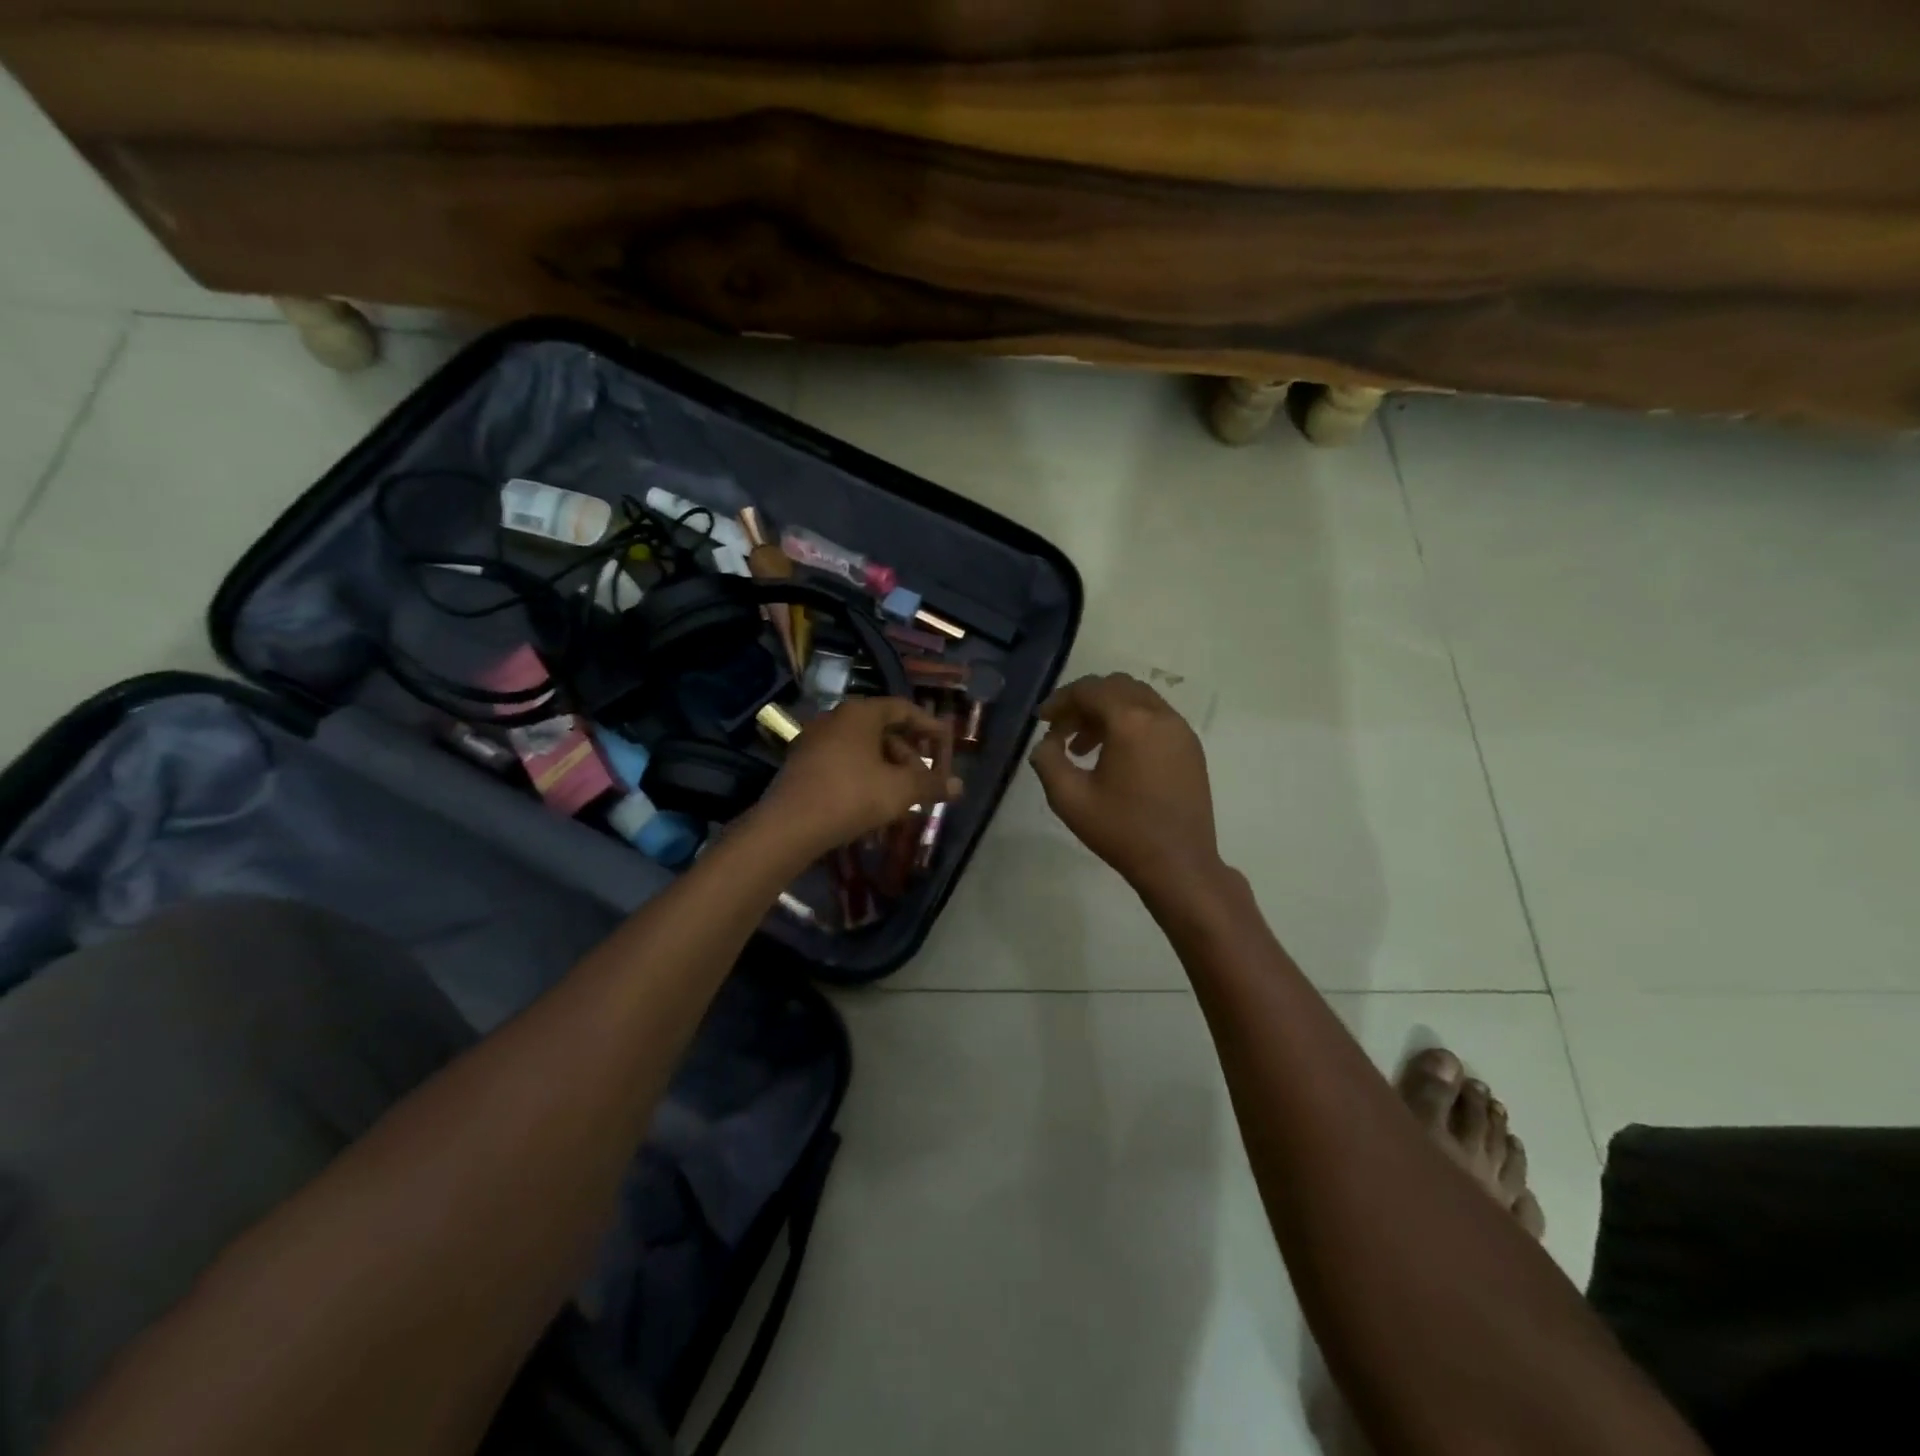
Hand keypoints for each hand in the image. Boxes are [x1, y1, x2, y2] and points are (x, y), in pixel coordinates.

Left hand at [758, 697, 959, 858]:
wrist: (789, 827)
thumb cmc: (852, 796)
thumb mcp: (900, 790)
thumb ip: (931, 784)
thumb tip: (959, 786)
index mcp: (861, 713)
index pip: (905, 709)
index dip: (930, 728)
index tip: (947, 750)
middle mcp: (836, 719)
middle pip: (884, 731)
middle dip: (910, 758)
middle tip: (925, 783)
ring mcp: (815, 741)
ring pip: (864, 750)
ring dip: (889, 772)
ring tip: (903, 800)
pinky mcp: (803, 765)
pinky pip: (844, 764)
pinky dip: (866, 778)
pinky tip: (874, 806)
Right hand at [1030, 674, 1224, 905]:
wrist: (1179, 865)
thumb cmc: (1122, 831)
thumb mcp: (1069, 799)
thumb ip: (1047, 761)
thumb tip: (1046, 743)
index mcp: (1131, 722)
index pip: (1090, 690)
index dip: (1061, 700)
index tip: (1042, 721)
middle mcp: (1160, 715)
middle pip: (1116, 686)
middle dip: (1084, 702)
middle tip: (1062, 730)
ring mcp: (1181, 730)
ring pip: (1138, 699)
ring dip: (1107, 712)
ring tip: (1084, 748)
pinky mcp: (1191, 748)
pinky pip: (1156, 718)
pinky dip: (1130, 723)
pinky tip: (1116, 757)